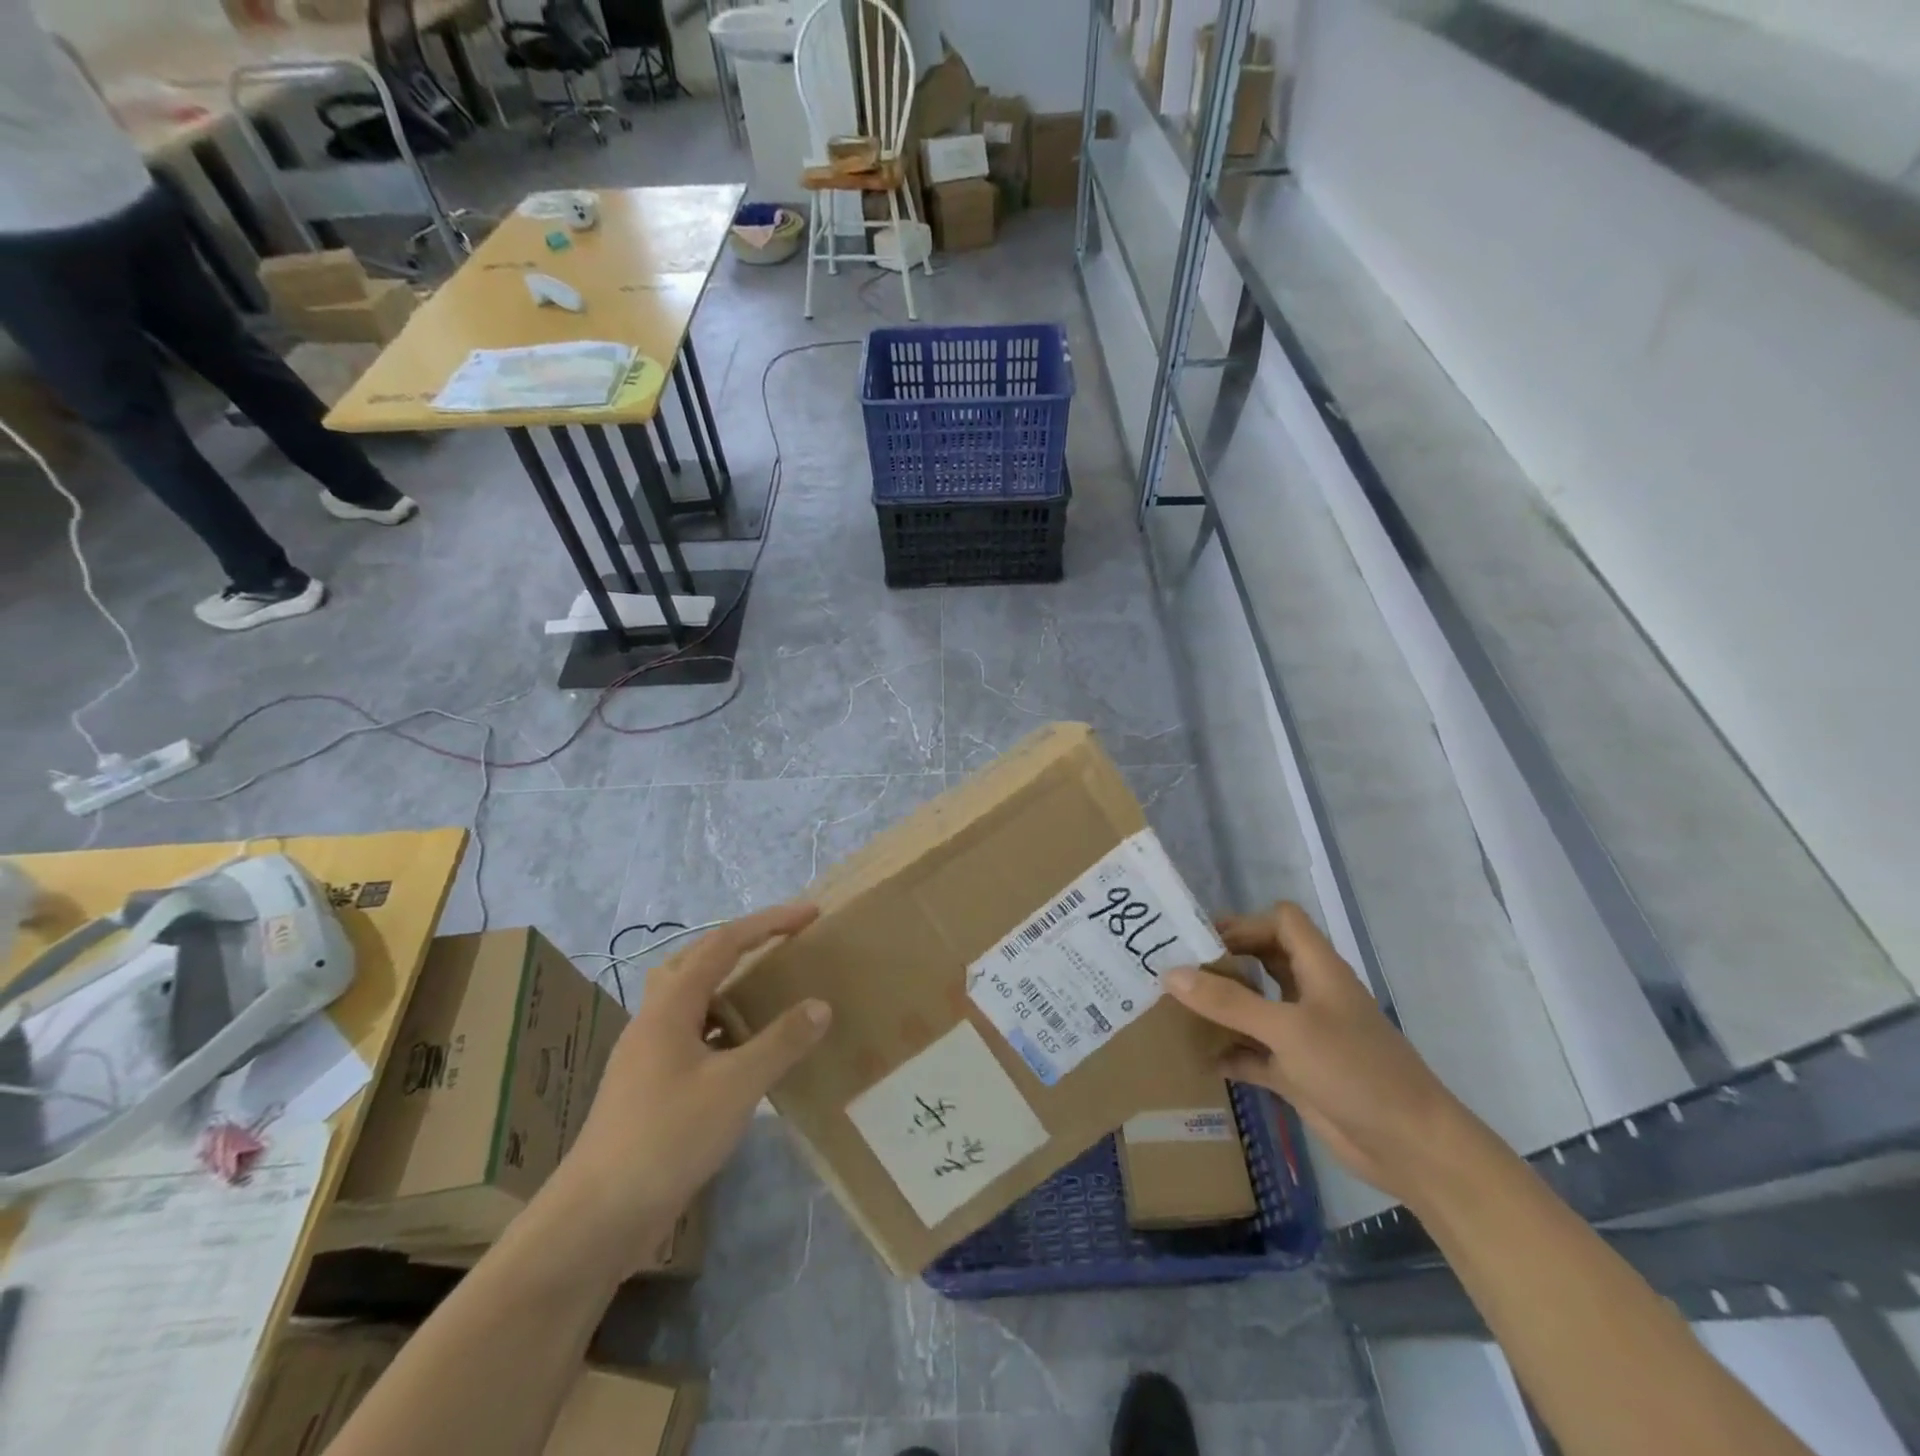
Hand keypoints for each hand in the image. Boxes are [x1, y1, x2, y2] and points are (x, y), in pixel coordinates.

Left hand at [540, 903, 830, 1274]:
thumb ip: (781, 1042)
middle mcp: (655, 1021)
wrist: (596, 1218)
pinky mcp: (650, 1088)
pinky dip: (723, 1028)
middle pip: (698, 960)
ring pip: (692, 1000)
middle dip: (742, 943)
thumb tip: (820, 1005)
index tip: (809, 916)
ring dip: (729, 986)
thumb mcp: (736, 1087)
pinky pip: (692, 1036)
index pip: (724, 943)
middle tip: (782, 943)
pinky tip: (745, 1052)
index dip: (768, 923)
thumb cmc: (666, 1137)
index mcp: (671, 1006)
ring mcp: (648, 1055)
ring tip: (768, 992)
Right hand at [1165, 902, 1474, 1206]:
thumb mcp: (1288, 1029)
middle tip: (1177, 967)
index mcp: (1318, 970)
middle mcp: (1310, 995)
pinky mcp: (1298, 1073)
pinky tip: (1199, 1057)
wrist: (1412, 1149)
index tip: (1201, 940)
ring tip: (1176, 1006)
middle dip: (1224, 960)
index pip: (1281, 922)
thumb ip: (1229, 1002)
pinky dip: (1230, 1052)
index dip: (1245, 922)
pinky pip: (1254, 1053)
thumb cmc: (1355, 1071)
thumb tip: (1170, 973)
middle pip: (1263, 959)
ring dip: (1223, 1006)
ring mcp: (1304, 1035)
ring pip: (1256, 1006)